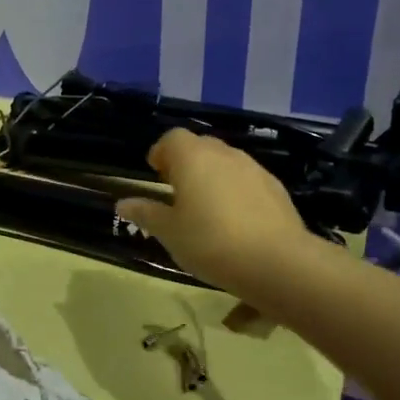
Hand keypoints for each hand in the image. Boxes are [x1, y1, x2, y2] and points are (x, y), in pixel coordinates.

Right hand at [115, 129, 311, 294]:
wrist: (276, 262)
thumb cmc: (210, 242)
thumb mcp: (169, 232)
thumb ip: (146, 213)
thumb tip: (122, 203)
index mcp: (192, 158)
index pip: (172, 138)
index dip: (161, 152)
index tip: (156, 174)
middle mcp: (224, 154)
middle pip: (200, 146)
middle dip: (185, 162)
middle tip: (176, 191)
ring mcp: (253, 168)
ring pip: (225, 162)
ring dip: (212, 176)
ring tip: (205, 208)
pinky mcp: (275, 187)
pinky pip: (246, 179)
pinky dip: (235, 190)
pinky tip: (234, 220)